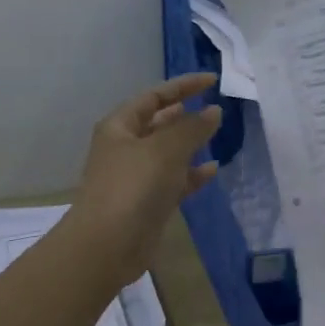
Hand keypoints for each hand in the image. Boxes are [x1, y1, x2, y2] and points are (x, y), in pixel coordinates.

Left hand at [66, 73, 223, 288]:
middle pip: (159, 123)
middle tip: (215, 107)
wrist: (107, 244)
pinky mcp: (147, 203)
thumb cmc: (133, 186)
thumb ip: (192, 128)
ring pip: (167, 153)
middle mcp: (125, 147)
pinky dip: (191, 174)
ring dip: (190, 144)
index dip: (182, 86)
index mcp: (120, 126)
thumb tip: (213, 111)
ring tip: (217, 134)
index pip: (154, 96)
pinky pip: (173, 181)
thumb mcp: (165, 149)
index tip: (212, 81)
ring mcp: (135, 177)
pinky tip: (213, 169)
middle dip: (185, 114)